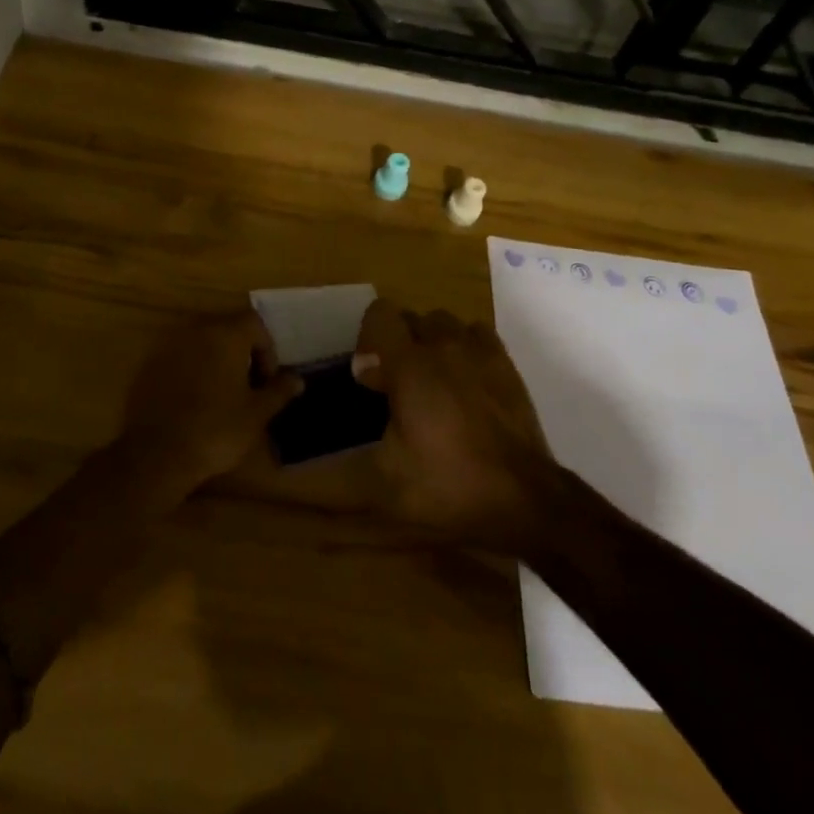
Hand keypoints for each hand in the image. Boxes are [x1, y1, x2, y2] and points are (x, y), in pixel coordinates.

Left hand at [119, 311, 300, 491]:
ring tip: (222, 395)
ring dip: (216, 361)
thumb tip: (297, 379)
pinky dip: (192, 371)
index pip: (254, 323)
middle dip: (242, 353)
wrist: (157, 454)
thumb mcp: (256, 414)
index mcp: (226, 334)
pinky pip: (180, 358)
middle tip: (248, 388)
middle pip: (227, 329)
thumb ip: (279, 391)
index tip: (266, 381)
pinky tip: (194, 402)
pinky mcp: (149, 365)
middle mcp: (196, 330)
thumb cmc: (216, 430)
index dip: (267, 349)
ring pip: (202, 343)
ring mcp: (169, 346)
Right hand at [355, 300, 556, 551]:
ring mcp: (479, 350)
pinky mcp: (505, 362)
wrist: (526, 500)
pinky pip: (475, 334)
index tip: (372, 380)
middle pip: (410, 319)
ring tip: (432, 384)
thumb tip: (288, 474)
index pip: (379, 313)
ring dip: (430, 344)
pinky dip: (463, 348)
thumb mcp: (384, 485)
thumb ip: (335, 470)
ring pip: (443, 323)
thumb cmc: (449, 486)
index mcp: (408, 365)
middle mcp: (442, 345)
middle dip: (397, 345)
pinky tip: (464, 382)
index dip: (368, 339)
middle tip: (398, 389)